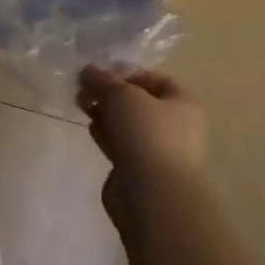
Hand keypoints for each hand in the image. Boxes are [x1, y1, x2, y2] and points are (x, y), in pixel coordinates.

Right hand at [78, 66, 206, 214]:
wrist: (152, 194)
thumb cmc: (147, 133)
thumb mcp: (122, 95)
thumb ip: (103, 80)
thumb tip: (88, 70)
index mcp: (183, 104)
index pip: (157, 79)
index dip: (129, 73)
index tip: (102, 73)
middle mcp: (175, 126)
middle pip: (140, 102)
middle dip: (111, 93)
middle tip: (84, 88)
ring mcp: (157, 151)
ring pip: (128, 124)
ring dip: (105, 112)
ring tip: (81, 103)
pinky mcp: (138, 171)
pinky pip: (120, 145)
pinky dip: (106, 134)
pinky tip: (90, 127)